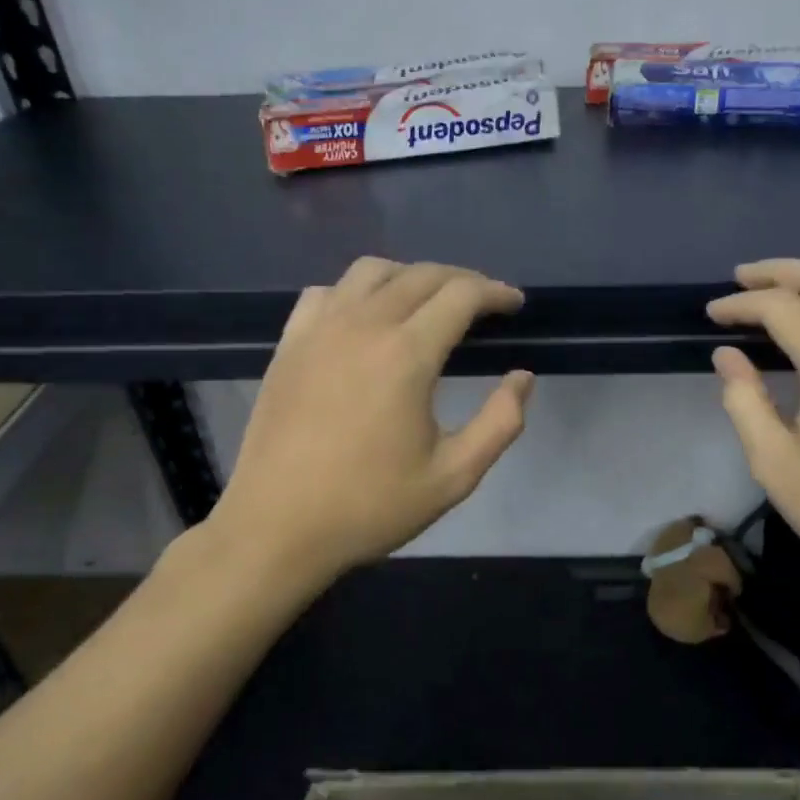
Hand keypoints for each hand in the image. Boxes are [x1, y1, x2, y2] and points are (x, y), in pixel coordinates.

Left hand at [211, 258, 532, 585]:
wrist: (277, 527)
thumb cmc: (370, 506)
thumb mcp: (453, 476)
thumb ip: (500, 422)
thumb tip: (522, 377)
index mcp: (406, 355)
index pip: (461, 294)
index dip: (496, 292)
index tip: (515, 304)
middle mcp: (362, 325)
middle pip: (421, 275)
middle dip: (462, 280)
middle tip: (485, 302)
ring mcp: (319, 329)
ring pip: (371, 271)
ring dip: (410, 276)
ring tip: (429, 301)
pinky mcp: (289, 344)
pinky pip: (327, 292)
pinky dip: (357, 291)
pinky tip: (365, 317)